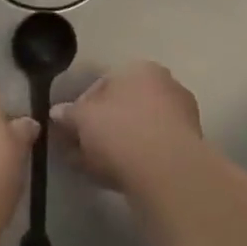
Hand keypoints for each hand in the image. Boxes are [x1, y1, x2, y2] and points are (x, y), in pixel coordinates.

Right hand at [52, 60, 202, 193]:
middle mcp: (166, 86)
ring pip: (138, 129)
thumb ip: (68, 114)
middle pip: (123, 106)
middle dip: (100, 127)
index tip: (71, 128)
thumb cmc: (120, 132)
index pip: (103, 83)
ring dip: (116, 145)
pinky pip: (152, 149)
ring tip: (94, 167)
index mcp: (141, 69)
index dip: (82, 107)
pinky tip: (115, 176)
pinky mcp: (189, 148)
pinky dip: (134, 159)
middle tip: (80, 148)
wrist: (168, 173)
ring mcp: (182, 117)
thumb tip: (57, 112)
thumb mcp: (82, 119)